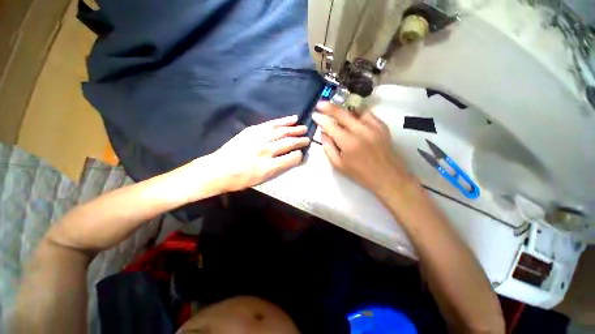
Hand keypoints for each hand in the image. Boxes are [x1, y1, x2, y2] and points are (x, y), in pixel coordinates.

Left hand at [205, 115, 309, 192]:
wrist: (217, 170)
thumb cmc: (239, 179)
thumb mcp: (260, 180)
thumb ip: (277, 169)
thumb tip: (289, 159)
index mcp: (268, 166)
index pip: (290, 158)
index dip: (299, 155)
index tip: (302, 153)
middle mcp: (265, 151)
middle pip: (288, 143)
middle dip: (300, 140)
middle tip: (307, 138)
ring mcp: (258, 138)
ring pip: (281, 131)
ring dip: (294, 129)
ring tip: (303, 126)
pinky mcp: (252, 130)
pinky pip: (270, 124)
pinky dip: (282, 121)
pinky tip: (290, 119)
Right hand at [312, 102, 413, 197]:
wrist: (387, 176)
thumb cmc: (360, 173)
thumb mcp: (339, 165)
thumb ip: (328, 147)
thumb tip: (324, 133)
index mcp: (348, 142)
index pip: (330, 125)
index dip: (320, 119)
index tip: (314, 114)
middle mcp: (360, 130)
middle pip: (342, 113)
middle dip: (329, 107)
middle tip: (320, 104)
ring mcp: (373, 126)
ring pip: (355, 110)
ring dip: (343, 109)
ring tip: (336, 110)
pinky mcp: (382, 125)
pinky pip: (367, 113)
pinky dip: (357, 112)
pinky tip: (353, 116)